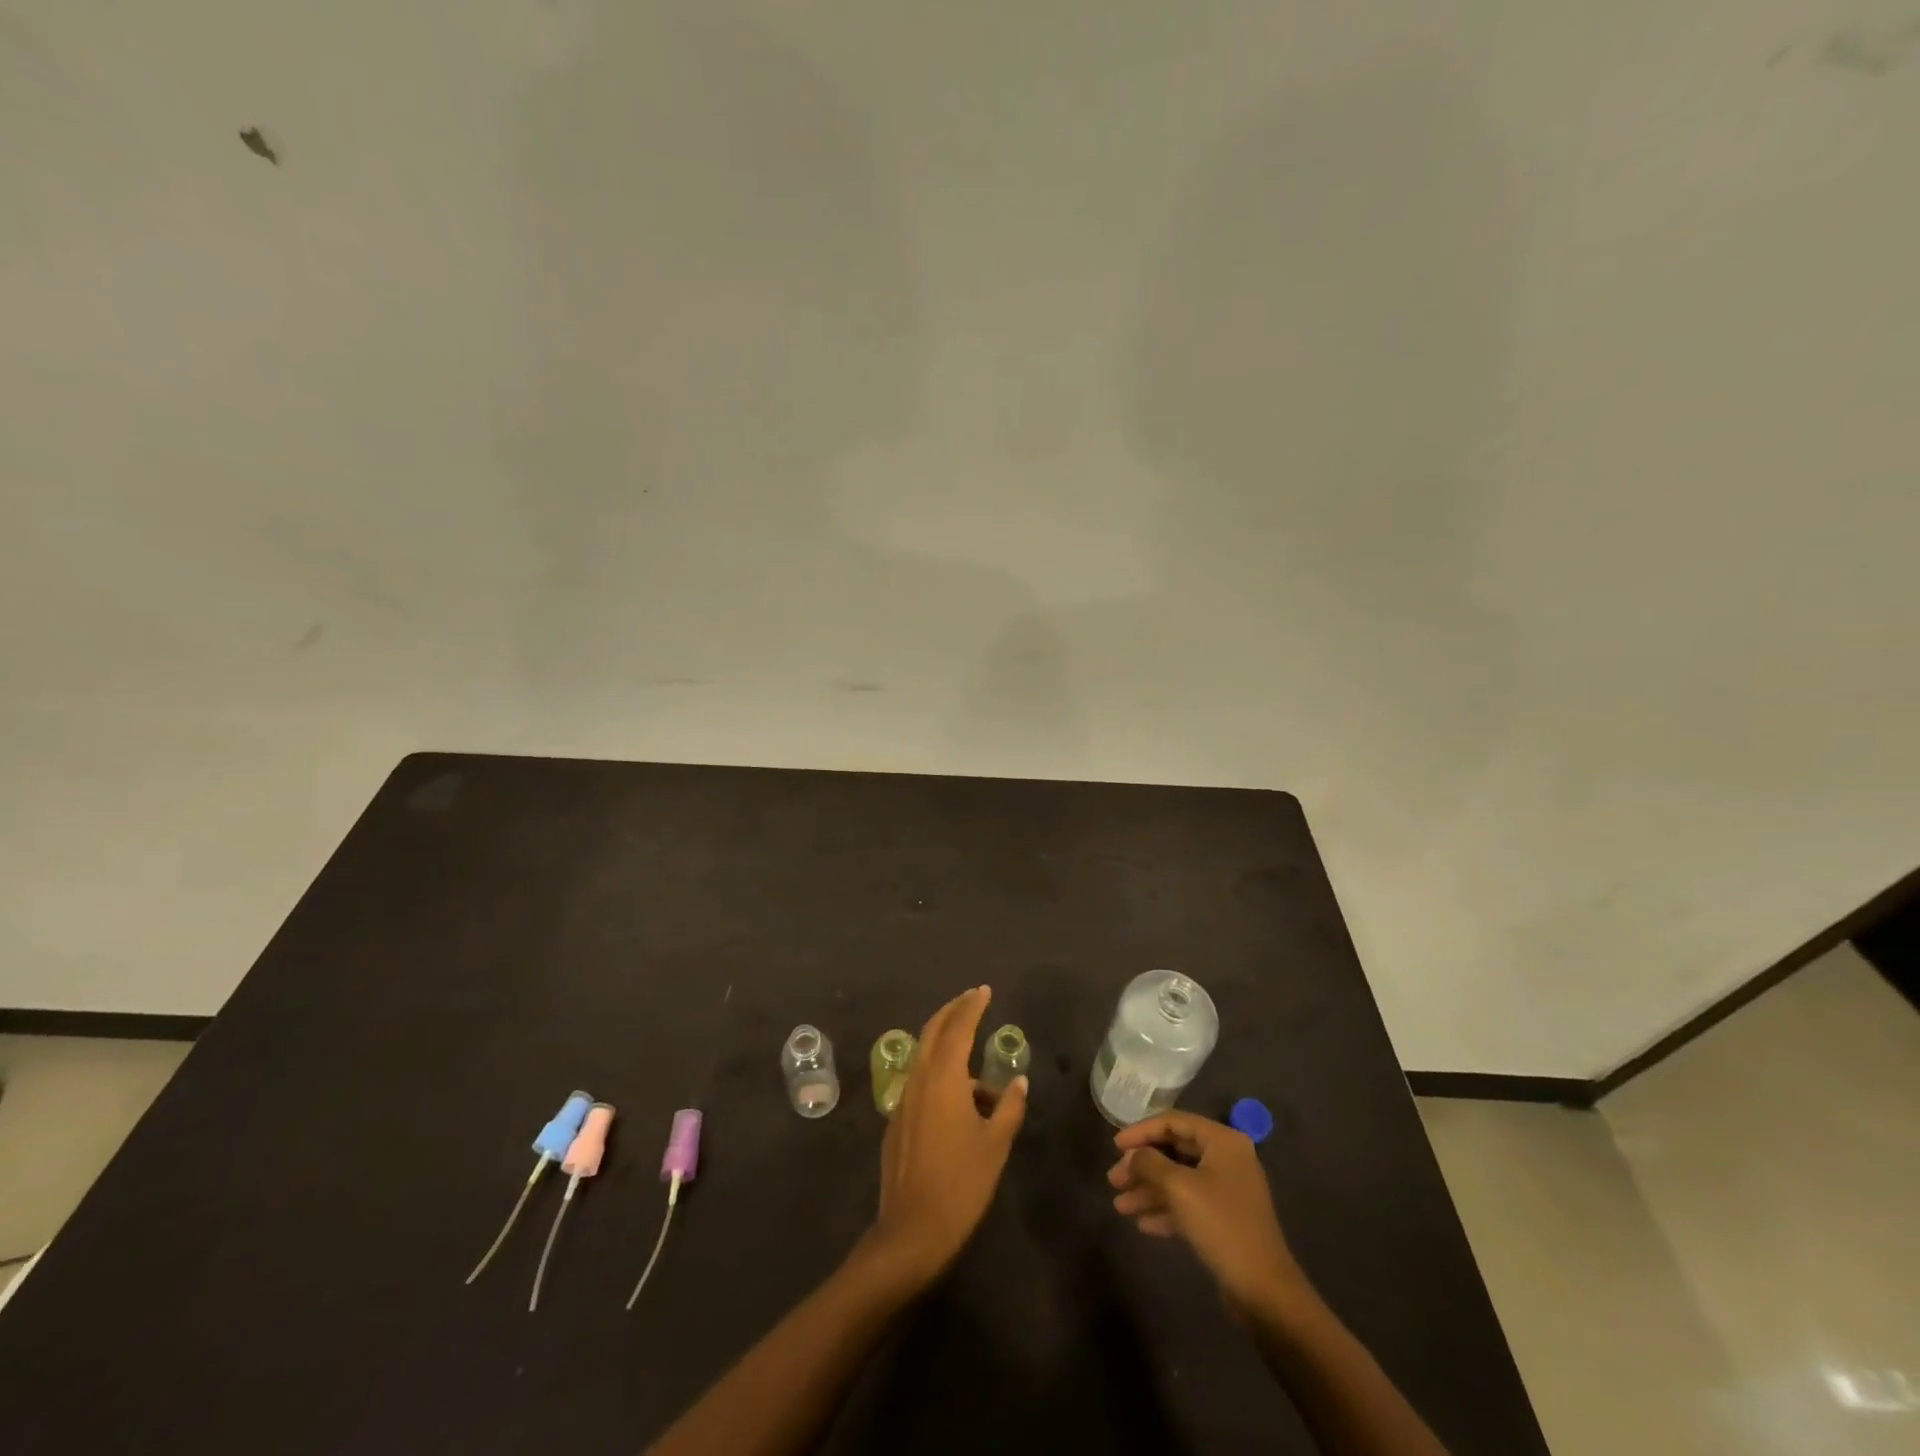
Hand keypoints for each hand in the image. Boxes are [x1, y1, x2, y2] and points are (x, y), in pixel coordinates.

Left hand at [863, 986, 1026, 1289]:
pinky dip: (941, 1077)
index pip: (958, 1027)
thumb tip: (1017, 1083)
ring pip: (926, 1058)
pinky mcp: (897, 1121)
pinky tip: (962, 1105)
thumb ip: (1008, 1108)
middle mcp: (919, 1080)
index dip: (972, 1006)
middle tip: (973, 999)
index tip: (984, 990)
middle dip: (953, 1011)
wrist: (912, 1231)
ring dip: (949, 1049)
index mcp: (943, 1078)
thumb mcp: (995, 1145)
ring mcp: (904, 1100)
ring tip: (983, 1078)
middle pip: (934, 1031)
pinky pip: (921, 1084)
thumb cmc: (961, 1184)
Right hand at [1109, 1110, 1307, 1316]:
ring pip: (1178, 1180)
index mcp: (1222, 1141)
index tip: (1115, 1146)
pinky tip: (1142, 1224)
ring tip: (1120, 1206)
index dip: (1141, 1131)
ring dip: (1149, 1190)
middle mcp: (1226, 1159)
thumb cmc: (1221, 1225)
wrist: (1264, 1290)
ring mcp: (1226, 1190)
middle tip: (1114, 1180)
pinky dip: (1165, 1210)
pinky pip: (1188, 1204)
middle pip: (1174, 1151)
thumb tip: (1133, 1155)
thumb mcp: (1179, 1188)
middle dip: (1142, 1166)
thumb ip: (1150, 1163)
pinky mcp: (1224, 1219)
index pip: (1173, 1122)